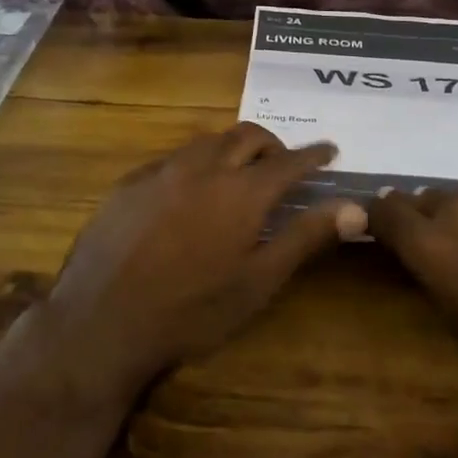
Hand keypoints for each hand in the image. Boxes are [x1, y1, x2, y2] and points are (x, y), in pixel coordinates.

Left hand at [40, 124, 365, 400]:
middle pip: (247, 136)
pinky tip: (189, 192)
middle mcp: (204, 167)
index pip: (289, 160)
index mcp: (242, 191)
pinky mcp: (130, 183)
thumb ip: (306, 237)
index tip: (330, 150)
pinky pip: (173, 158)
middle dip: (273, 145)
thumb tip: (356, 207)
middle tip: (284, 165)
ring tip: (239, 175)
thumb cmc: (191, 310)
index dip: (313, 154)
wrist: (101, 321)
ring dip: (232, 149)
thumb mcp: (258, 282)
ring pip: (208, 141)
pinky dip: (196, 164)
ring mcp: (162, 171)